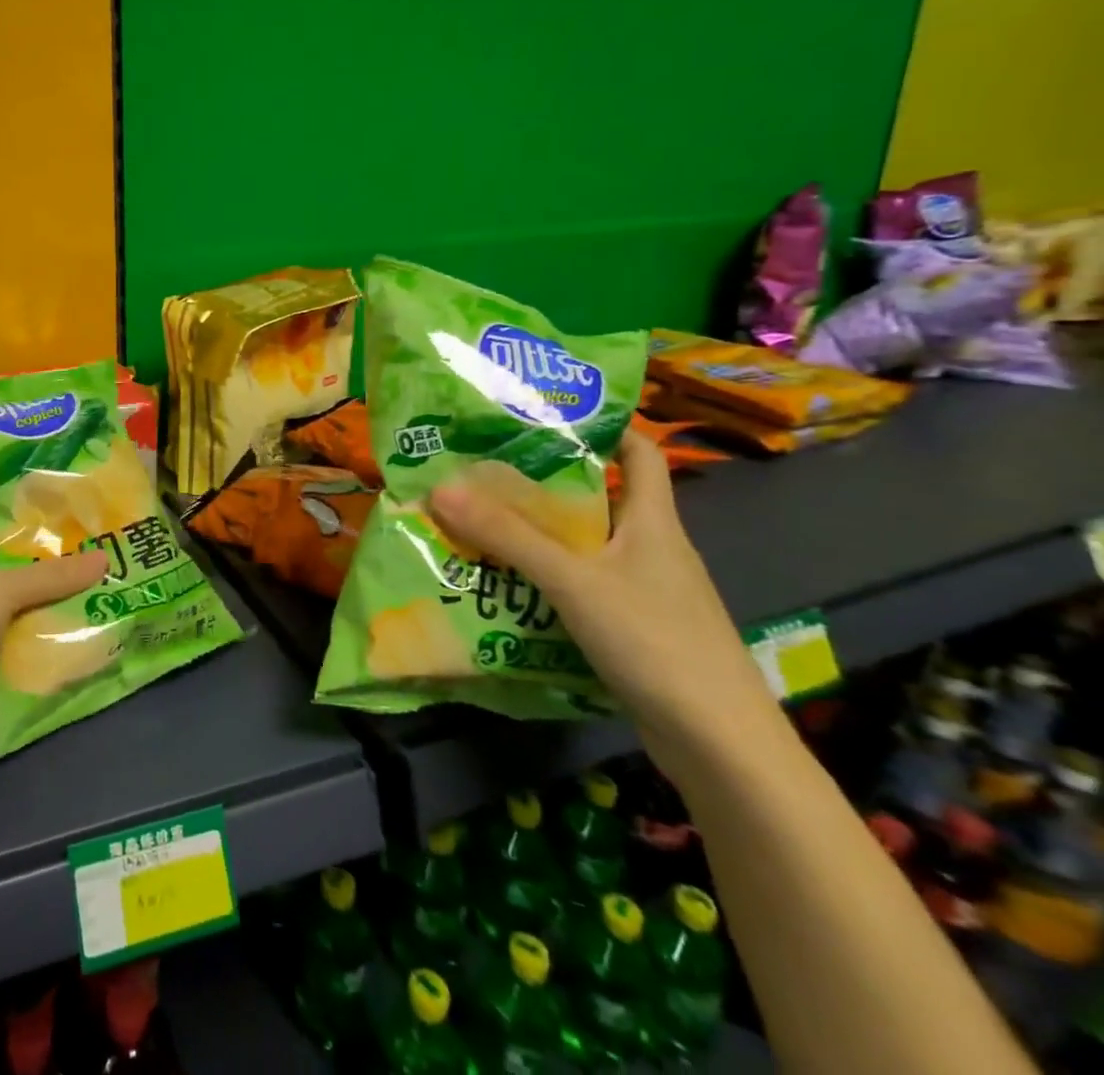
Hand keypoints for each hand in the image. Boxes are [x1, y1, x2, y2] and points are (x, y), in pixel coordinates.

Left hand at [0, 543, 109, 784]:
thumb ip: (49, 575)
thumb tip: (104, 558)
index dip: (7, 530)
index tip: (52, 520)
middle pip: (0, 580)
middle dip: (40, 568)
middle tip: (88, 547)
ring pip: (17, 616)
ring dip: (51, 605)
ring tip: (100, 580)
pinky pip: (26, 652)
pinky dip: (52, 642)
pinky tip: (91, 624)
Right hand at [427, 432, 776, 750]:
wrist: (723, 748)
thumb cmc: (656, 643)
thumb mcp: (573, 581)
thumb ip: (507, 536)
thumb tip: (440, 487)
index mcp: (653, 522)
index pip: (640, 452)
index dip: (603, 425)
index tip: (545, 414)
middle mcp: (652, 548)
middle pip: (598, 498)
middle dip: (543, 484)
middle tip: (484, 470)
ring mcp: (645, 592)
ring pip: (585, 547)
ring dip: (537, 536)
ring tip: (479, 522)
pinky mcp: (634, 630)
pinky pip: (581, 588)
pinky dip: (545, 581)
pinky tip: (505, 586)